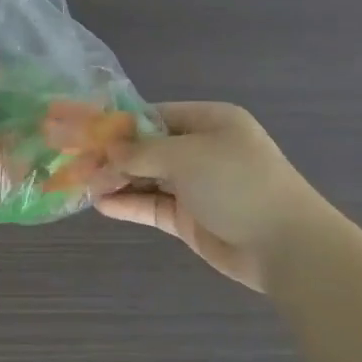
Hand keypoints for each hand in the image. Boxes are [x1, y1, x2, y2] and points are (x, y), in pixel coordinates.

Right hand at [96, 103, 322, 290]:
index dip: (121, 123)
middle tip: (76, 161)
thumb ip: (142, 151)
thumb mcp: (187, 156)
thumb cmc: (239, 184)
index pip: (156, 115)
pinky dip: (128, 204)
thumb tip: (108, 150)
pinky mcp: (189, 218)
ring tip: (80, 183)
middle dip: (113, 154)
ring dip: (116, 180)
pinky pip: (152, 205)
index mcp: (210, 122)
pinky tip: (101, 204)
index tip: (86, 131)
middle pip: (148, 147)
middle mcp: (202, 149)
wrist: (286, 246)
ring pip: (146, 177)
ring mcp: (195, 185)